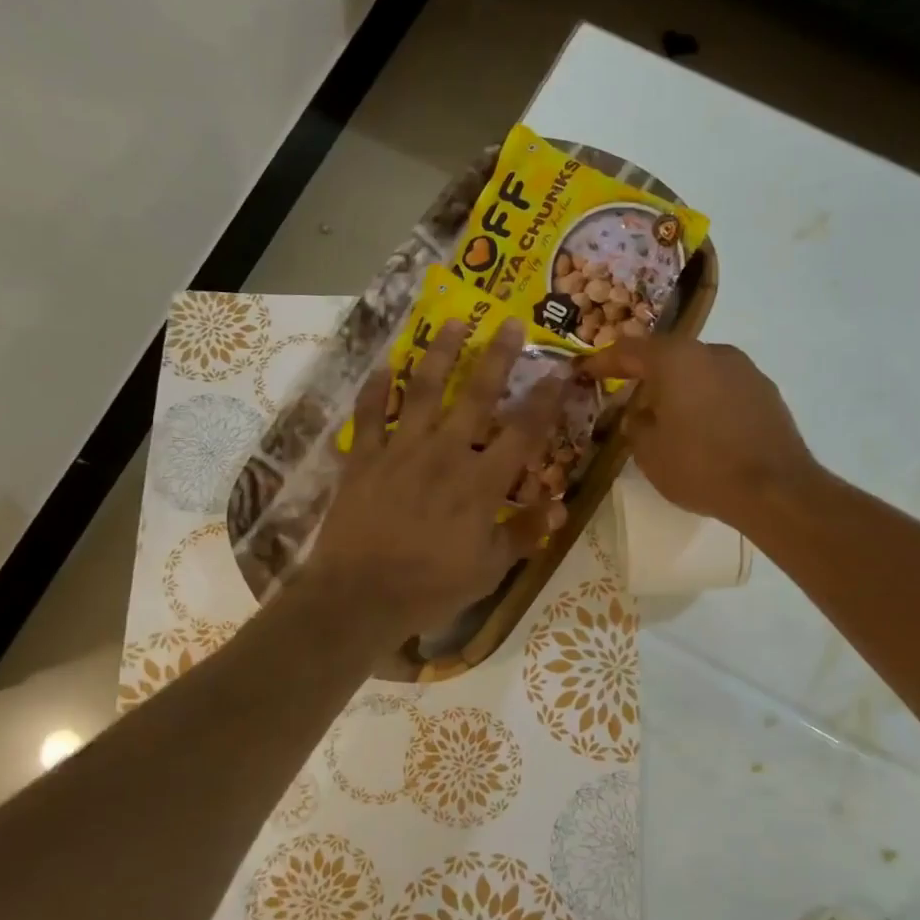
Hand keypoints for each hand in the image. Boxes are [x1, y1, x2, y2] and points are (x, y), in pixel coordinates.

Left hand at [308, 318, 566, 636]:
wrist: (358, 597)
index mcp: (481, 483)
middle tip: (510, 322)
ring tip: (454, 323)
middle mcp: (444, 454)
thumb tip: (561, 505)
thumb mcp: (489, 570)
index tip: (560, 371)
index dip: (545, 399)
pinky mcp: (363, 457)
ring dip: (440, 353)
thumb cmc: (430, 587)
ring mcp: (400, 450)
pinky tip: (383, 365)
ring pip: (422, 390)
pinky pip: (368, 414)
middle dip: (497, 356)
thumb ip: (525, 534)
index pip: (523, 432)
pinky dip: (375, 388)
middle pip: (475, 395)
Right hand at [581, 337, 817, 527]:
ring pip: (699, 371)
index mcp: (676, 359)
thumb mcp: (649, 452)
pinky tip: (703, 429)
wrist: (774, 490)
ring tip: (666, 417)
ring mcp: (745, 370)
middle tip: (627, 397)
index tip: (586, 370)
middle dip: (645, 375)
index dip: (604, 361)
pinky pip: (723, 389)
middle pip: (668, 356)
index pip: (629, 350)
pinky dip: (706, 401)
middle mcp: (712, 352)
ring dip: (679, 388)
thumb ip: (635, 425)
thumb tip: (640, 414)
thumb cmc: (700, 466)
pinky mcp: (767, 392)